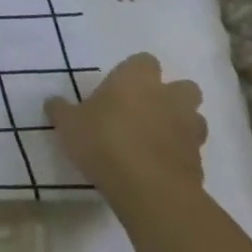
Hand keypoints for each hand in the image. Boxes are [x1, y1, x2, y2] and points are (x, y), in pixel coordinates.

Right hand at [45, 52, 207, 209]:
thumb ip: (61, 110)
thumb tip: (53, 102)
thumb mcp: (68, 124)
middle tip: (145, 111)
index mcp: (136, 79)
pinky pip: (191, 150)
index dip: (135, 73)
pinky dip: (179, 154)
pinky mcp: (199, 161)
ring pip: (193, 118)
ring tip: (154, 139)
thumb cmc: (104, 142)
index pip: (144, 61)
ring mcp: (188, 129)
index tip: (119, 88)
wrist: (149, 189)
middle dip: (170, 96)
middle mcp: (168, 97)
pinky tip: (158, 166)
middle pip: (183, 87)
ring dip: (179, 124)